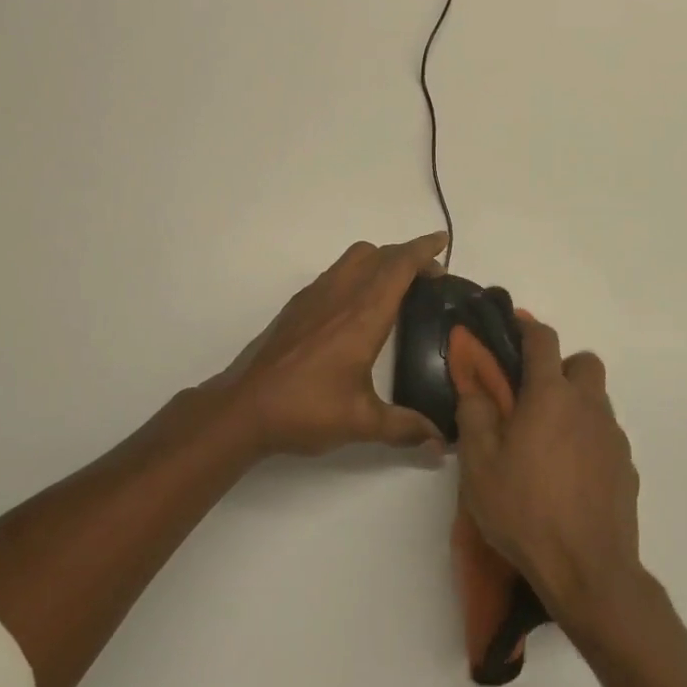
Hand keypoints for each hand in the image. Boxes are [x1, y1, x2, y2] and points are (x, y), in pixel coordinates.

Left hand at [210, 232, 447, 456]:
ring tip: (397, 287)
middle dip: (407, 255)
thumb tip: (442, 444)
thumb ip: (406, 428)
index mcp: (363, 315)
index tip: (442, 242)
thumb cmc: (306, 409)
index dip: (423, 250)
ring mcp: (315, 296)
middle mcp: (340, 295)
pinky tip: (358, 306)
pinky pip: (336, 273)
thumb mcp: (361, 422)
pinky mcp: (297, 306)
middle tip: (430, 276)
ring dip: (380, 260)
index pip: (398, 266)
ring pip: (354, 258)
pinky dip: (357, 273)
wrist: (244, 406)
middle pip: (379, 254)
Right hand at [455, 313, 644, 628]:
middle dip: (561, 366)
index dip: (527, 326)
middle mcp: (588, 406)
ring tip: (547, 440)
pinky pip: (606, 435)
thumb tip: (474, 384)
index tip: (513, 325)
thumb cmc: (525, 511)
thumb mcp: (480, 465)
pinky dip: (588, 438)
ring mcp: (613, 438)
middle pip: (584, 363)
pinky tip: (569, 472)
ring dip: (574, 404)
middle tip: (533, 395)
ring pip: (597, 400)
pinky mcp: (628, 468)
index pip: (543, 340)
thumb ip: (475, 414)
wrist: (588, 571)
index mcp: (550, 396)